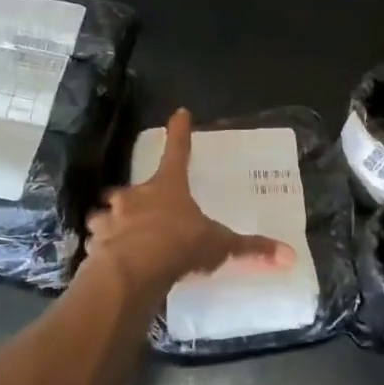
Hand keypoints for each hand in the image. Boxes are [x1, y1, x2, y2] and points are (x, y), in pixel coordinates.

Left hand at [85, 108, 295, 295]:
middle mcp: (135, 196)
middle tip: (143, 212)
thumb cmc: (179, 245)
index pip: (178, 151)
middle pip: (133, 189)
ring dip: (112, 223)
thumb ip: (249, 249)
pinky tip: (109, 262)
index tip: (179, 113)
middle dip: (135, 198)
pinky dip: (102, 249)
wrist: (132, 271)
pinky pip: (97, 242)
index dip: (180, 132)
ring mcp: (111, 218)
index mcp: (168, 187)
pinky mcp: (94, 242)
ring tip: (122, 240)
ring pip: (107, 214)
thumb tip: (289, 255)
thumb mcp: (218, 246)